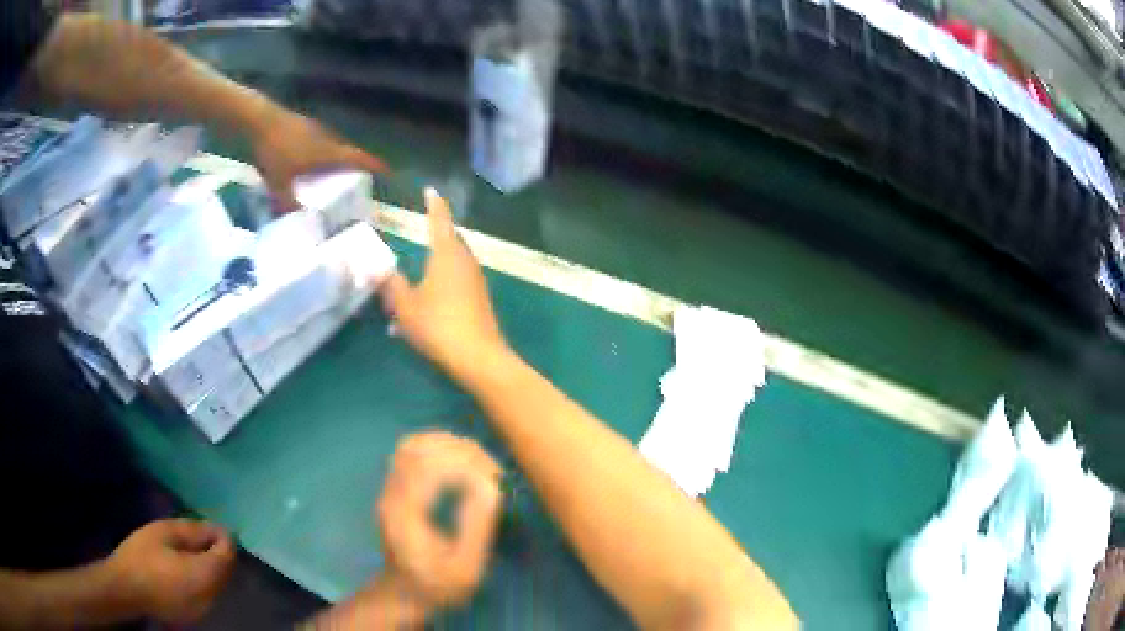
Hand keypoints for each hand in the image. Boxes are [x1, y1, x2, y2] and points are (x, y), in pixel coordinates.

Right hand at [106, 519, 234, 623]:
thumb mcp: (163, 533)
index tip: (213, 523)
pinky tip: (187, 566)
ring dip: (211, 565)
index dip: (223, 537)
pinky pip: (207, 593)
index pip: (227, 556)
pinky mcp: (194, 615)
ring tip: (194, 547)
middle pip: (225, 572)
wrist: (125, 589)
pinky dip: (204, 577)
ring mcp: (204, 610)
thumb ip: (191, 531)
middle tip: (203, 532)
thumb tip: (212, 530)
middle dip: (218, 551)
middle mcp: (211, 597)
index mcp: (204, 576)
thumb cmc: (141, 557)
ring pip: (217, 584)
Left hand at [250, 109, 387, 211]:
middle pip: (345, 152)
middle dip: (351, 166)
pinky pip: (316, 142)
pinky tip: (302, 162)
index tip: (388, 172)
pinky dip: (316, 153)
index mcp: (327, 152)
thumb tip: (296, 220)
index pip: (357, 158)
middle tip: (351, 181)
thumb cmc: (274, 149)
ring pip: (330, 147)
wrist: (260, 118)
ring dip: (332, 159)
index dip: (374, 165)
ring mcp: (314, 129)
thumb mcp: (278, 182)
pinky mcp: (302, 125)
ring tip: (326, 175)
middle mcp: (326, 139)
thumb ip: (287, 203)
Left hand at [377, 431, 503, 609]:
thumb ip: (476, 528)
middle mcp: (391, 496)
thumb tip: (491, 486)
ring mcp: (390, 489)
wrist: (404, 593)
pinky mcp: (395, 488)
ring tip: (481, 463)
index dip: (463, 464)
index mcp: (405, 516)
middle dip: (459, 451)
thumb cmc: (438, 586)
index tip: (495, 478)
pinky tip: (461, 462)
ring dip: (448, 445)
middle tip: (493, 470)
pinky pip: (411, 453)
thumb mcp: (465, 568)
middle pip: (417, 449)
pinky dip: (438, 448)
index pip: (427, 469)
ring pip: (412, 445)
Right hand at [380, 188, 507, 382]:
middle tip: (423, 232)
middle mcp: (464, 261)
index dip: (434, 205)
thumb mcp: (405, 306)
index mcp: (446, 254)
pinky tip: (428, 305)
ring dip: (438, 264)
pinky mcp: (480, 300)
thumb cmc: (437, 325)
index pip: (439, 221)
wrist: (477, 357)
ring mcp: (476, 281)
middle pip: (450, 241)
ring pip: (454, 263)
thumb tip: (379, 270)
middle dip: (436, 235)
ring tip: (418, 275)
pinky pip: (458, 282)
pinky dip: (443, 284)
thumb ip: (390, 285)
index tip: (431, 191)